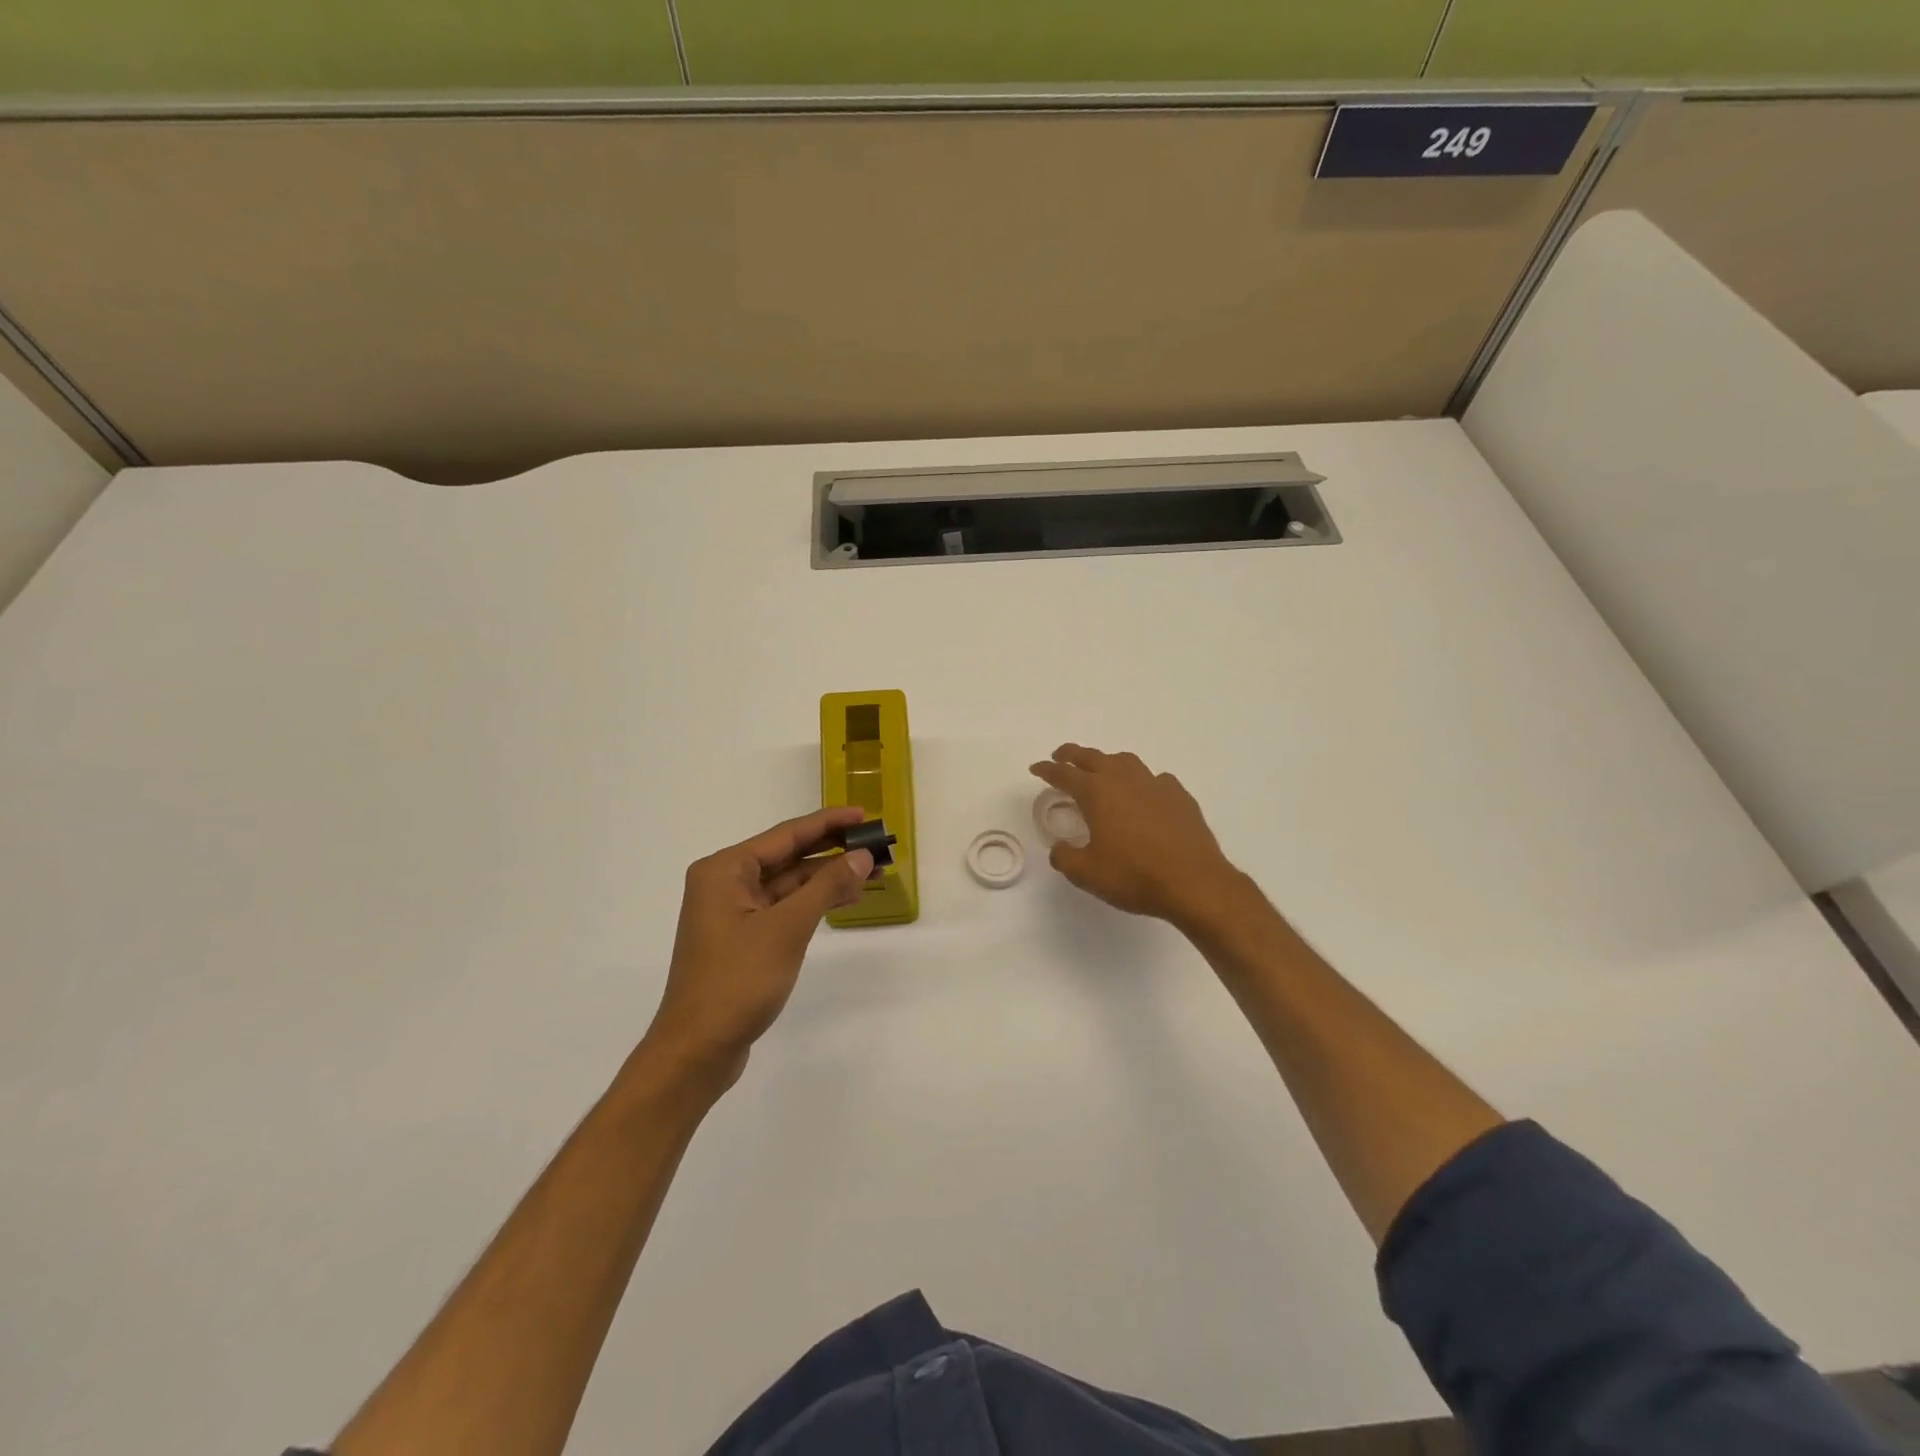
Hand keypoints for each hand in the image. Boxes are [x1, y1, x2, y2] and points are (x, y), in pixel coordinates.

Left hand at [641, 806, 873, 1089]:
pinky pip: (782, 906)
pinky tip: (842, 899)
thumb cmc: (738, 981)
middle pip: (787, 856)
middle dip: (831, 851)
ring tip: (870, 873)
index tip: (864, 815)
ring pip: (787, 883)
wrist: (697, 1050)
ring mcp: (732, 912)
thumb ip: (826, 887)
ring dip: (825, 878)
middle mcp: (724, 883)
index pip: (786, 835)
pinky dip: (811, 902)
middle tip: (874, 844)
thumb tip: (861, 856)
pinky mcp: (741, 937)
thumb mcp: (787, 928)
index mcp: (725, 870)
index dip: (828, 823)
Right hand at [1030, 744, 1241, 926]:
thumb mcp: (1087, 873)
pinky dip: (1142, 782)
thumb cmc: (1134, 875)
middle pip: (1093, 757)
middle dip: (1073, 755)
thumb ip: (1065, 857)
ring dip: (1108, 762)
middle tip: (1061, 756)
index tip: (1036, 768)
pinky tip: (1144, 795)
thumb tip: (1060, 847)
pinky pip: (1155, 779)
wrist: (1194, 882)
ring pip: (1126, 761)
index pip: (1064, 774)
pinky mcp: (1180, 796)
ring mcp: (1155, 784)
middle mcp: (1124, 779)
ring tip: (1102, 771)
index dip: (1047, 770)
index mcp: (1097, 793)